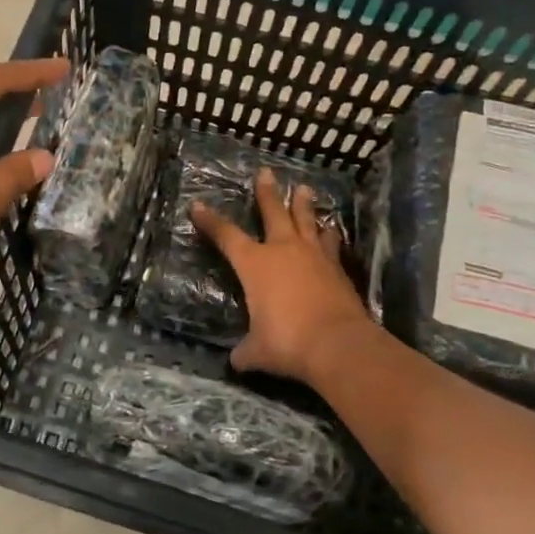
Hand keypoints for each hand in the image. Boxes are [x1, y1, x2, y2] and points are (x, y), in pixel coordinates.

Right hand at [191, 167, 375, 384]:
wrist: (338, 344)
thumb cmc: (287, 342)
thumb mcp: (256, 351)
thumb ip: (245, 351)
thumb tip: (238, 361)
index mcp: (255, 264)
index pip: (226, 236)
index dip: (210, 220)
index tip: (197, 205)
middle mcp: (283, 250)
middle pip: (273, 212)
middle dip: (267, 192)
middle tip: (266, 172)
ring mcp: (314, 256)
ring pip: (307, 221)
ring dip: (304, 205)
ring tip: (305, 189)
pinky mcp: (337, 269)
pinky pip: (330, 243)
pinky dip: (328, 235)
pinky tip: (331, 231)